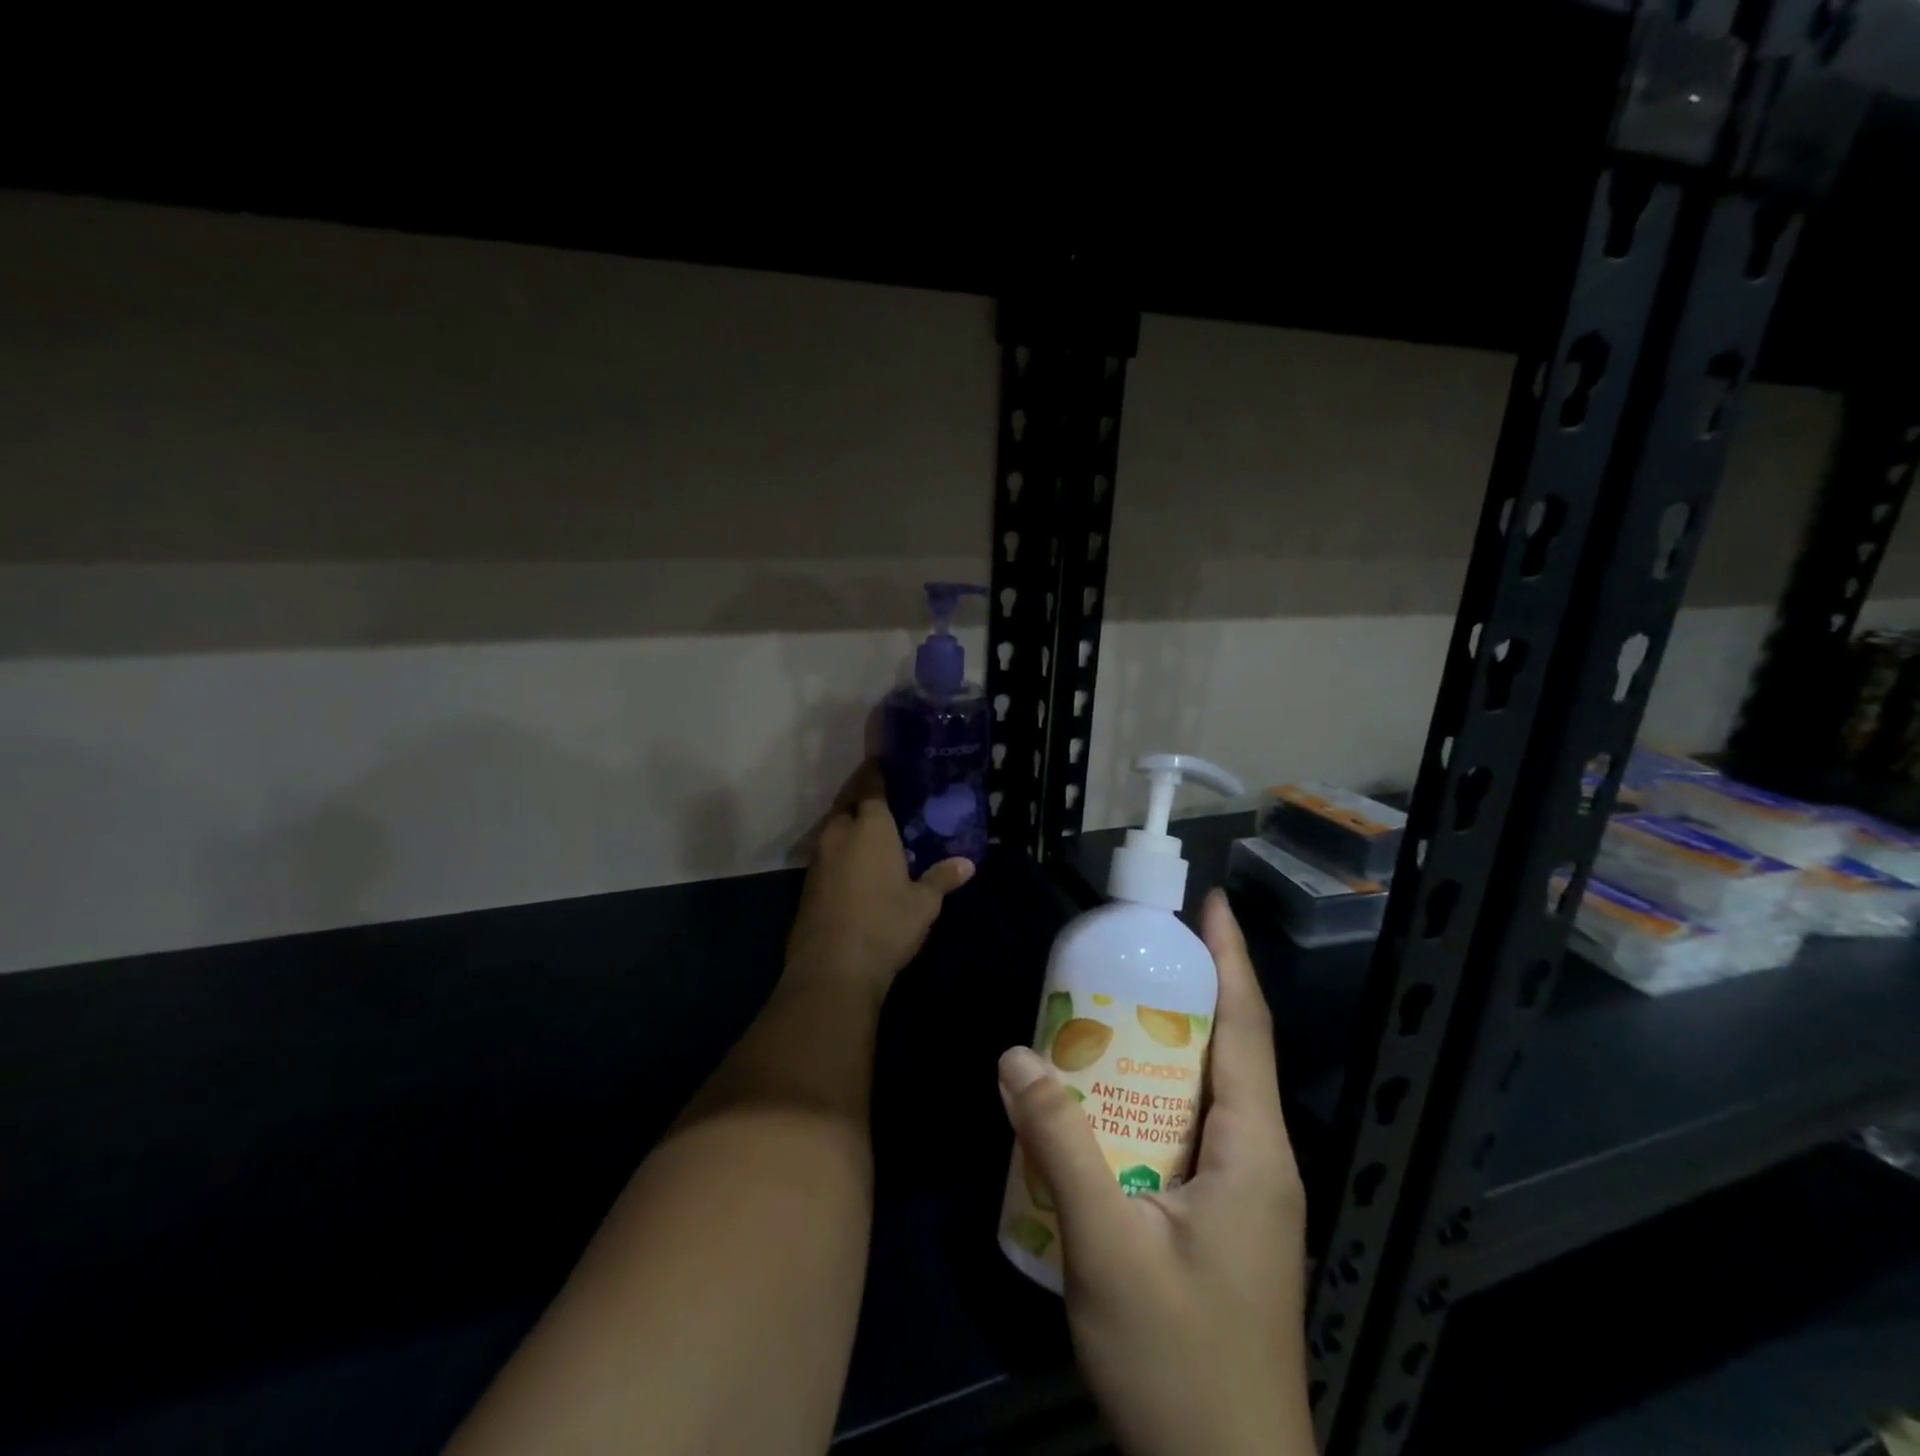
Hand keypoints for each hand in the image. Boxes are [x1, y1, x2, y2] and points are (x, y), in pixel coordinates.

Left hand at [786, 761, 975, 1002]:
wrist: (832, 968)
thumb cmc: (885, 925)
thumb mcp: (923, 904)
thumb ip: (942, 878)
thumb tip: (967, 864)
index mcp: (871, 828)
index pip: (872, 786)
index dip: (877, 771)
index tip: (884, 761)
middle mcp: (840, 834)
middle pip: (847, 802)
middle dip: (860, 793)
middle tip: (881, 794)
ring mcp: (819, 859)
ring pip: (833, 827)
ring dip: (848, 823)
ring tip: (871, 828)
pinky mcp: (808, 884)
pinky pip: (827, 853)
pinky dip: (840, 849)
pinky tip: (855, 862)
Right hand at [998, 891, 1311, 1455]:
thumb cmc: (1181, 1365)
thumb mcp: (1109, 1251)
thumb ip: (1060, 1147)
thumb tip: (1015, 1056)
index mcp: (1256, 1151)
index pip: (1248, 1028)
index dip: (1232, 959)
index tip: (1211, 904)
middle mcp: (1262, 1160)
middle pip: (1228, 1052)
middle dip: (1186, 992)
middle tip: (1127, 953)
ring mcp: (1246, 1194)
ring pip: (1207, 1093)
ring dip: (1165, 1046)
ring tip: (1108, 1012)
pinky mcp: (1224, 1220)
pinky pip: (1191, 1131)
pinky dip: (1154, 1096)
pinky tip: (1106, 1103)